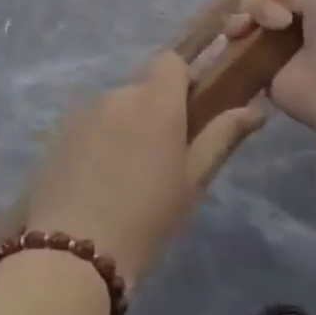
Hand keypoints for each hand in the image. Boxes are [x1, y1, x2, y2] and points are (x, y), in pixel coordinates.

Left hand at [22, 53, 264, 287]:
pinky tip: (98, 181)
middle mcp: (118, 94)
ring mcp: (83, 112)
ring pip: (116, 107)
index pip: (172, 61)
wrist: (73, 253)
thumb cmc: (147, 218)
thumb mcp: (193, 181)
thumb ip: (222, 136)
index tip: (190, 113)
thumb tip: (257, 109)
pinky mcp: (59, 133)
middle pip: (144, 87)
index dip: (183, 79)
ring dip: (126, 126)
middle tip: (162, 158)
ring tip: (126, 176)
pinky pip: (90, 124)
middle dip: (155, 110)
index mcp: (156, 101)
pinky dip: (99, 140)